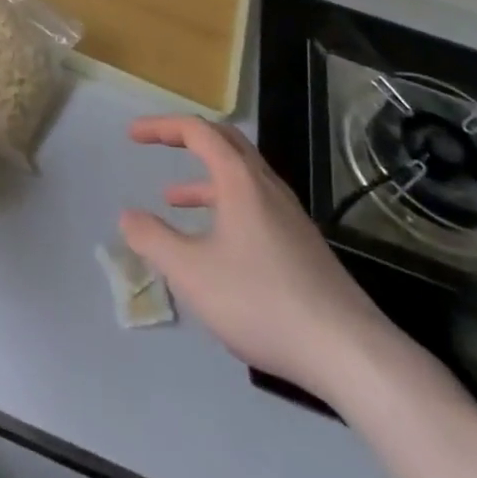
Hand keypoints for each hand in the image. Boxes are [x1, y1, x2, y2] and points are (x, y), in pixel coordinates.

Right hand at [120, 115, 396, 398]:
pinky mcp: (302, 244)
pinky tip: (218, 244)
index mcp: (239, 179)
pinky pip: (255, 203)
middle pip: (224, 141)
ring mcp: (289, 215)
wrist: (349, 351)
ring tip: (174, 200)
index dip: (161, 126)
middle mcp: (266, 185)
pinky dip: (225, 205)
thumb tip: (127, 216)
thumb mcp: (193, 274)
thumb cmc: (262, 301)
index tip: (133, 135)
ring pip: (241, 175)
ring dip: (204, 177)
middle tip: (158, 144)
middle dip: (186, 138)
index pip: (196, 130)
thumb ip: (154, 241)